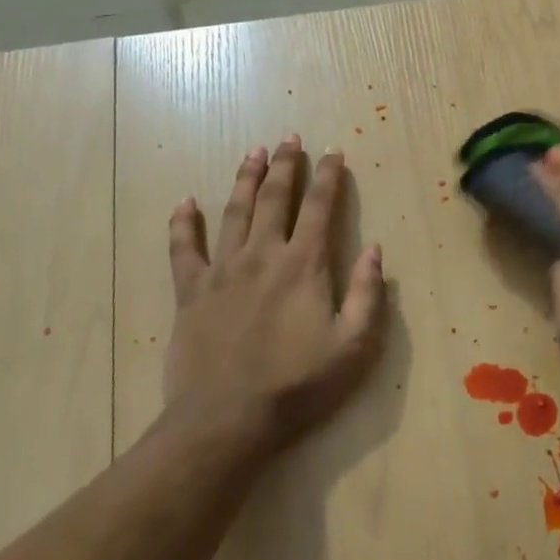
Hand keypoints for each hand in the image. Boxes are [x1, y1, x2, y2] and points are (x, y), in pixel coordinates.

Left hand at [159, 135, 386, 457]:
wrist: (226, 421)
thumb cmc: (298, 386)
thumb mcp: (354, 346)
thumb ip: (368, 294)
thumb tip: (375, 250)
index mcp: (304, 266)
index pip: (321, 208)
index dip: (329, 177)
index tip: (334, 152)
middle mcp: (263, 256)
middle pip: (275, 199)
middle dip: (285, 165)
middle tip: (289, 138)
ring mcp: (222, 272)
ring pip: (234, 212)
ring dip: (245, 179)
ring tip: (253, 152)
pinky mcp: (191, 293)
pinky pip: (184, 249)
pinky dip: (184, 224)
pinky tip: (186, 203)